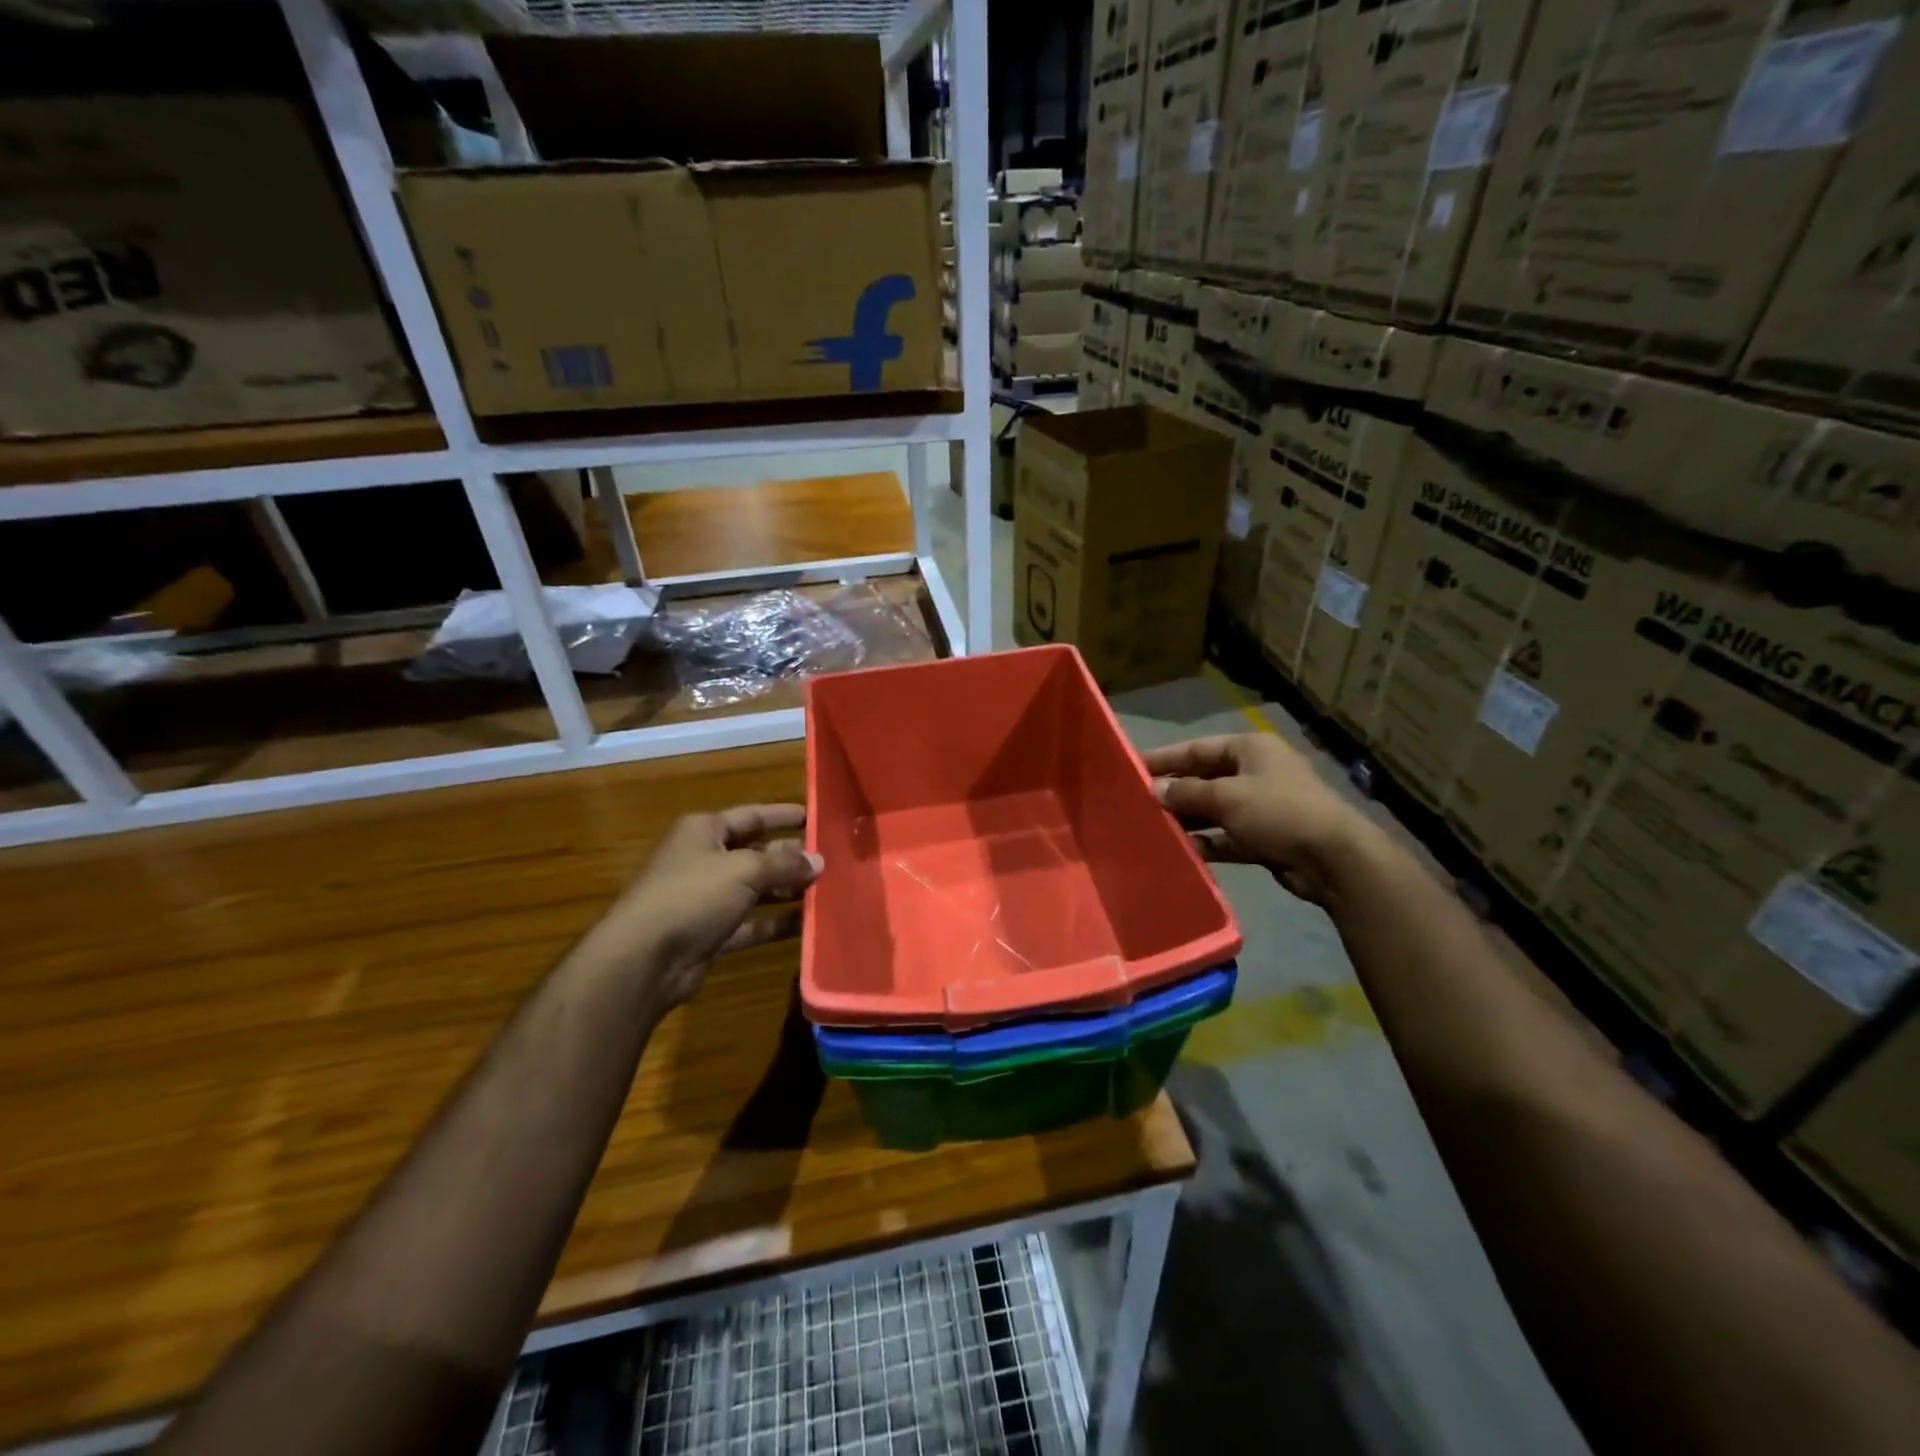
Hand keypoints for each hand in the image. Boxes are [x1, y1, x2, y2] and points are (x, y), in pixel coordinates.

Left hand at [583, 804, 821, 1011]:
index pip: (750, 816)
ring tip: (825, 891)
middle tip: (829, 860)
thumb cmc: (692, 895)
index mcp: (703, 832)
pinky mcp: (709, 934)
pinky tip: (806, 924)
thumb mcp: (743, 870)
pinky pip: (750, 924)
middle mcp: (703, 860)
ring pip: (754, 890)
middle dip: (790, 857)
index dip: (782, 815)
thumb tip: (817, 859)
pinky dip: (774, 924)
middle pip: (755, 853)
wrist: (644, 959)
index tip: (815, 817)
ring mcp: (705, 900)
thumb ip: (783, 864)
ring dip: (786, 891)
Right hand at [1143, 734, 1376, 905]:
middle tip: (1136, 803)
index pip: (1197, 749)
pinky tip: (1180, 851)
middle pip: (1203, 779)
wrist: (1333, 859)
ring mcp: (1260, 806)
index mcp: (1250, 749)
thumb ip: (1187, 792)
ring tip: (1151, 828)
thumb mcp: (1227, 797)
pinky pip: (1225, 836)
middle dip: (1173, 792)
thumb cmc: (1278, 811)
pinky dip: (1206, 842)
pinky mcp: (1263, 837)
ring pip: (1213, 809)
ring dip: (1187, 819)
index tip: (1132, 768)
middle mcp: (1255, 772)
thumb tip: (1154, 789)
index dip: (1164, 759)